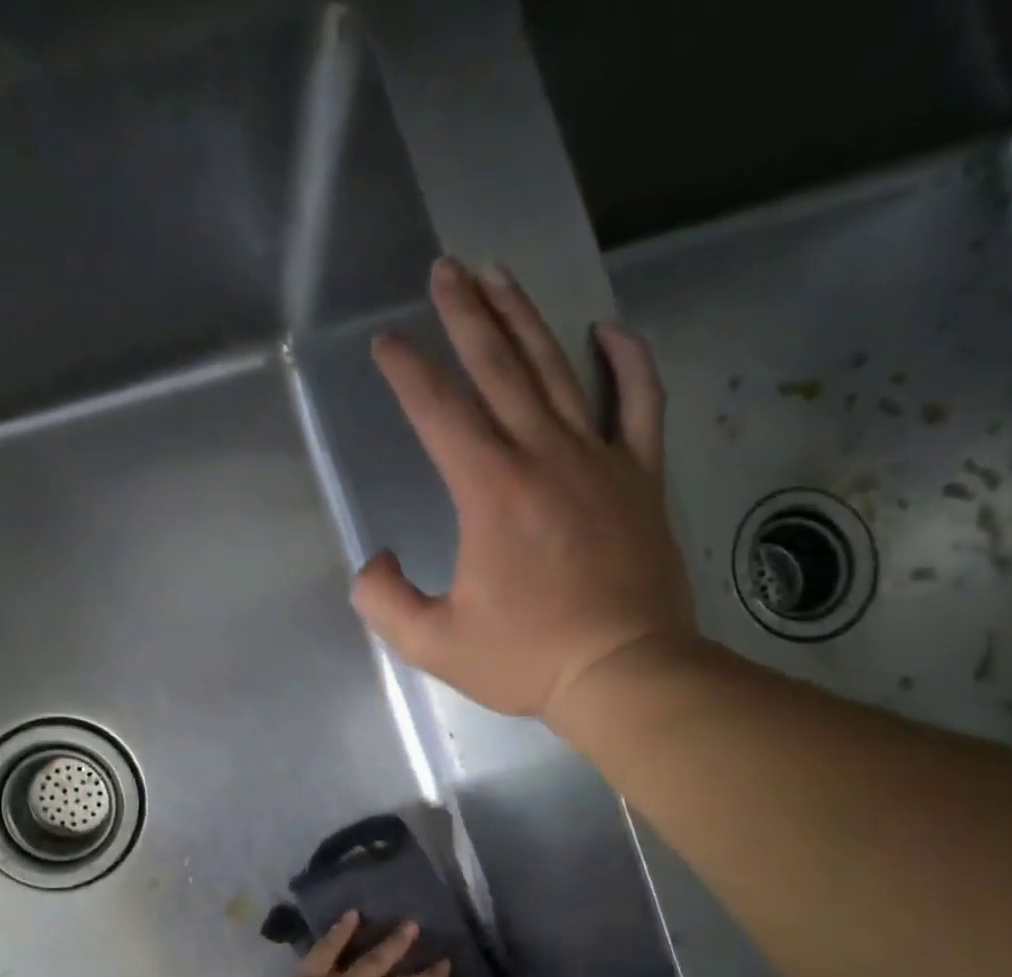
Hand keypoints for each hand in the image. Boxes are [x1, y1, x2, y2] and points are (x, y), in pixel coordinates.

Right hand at [350, 257, 696, 721]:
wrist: (625, 672)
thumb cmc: (527, 658)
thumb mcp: (433, 644)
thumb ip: (384, 602)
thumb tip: (372, 561)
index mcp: (489, 489)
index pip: (439, 410)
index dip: (408, 371)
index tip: (387, 343)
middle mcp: (543, 455)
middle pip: (499, 367)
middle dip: (466, 315)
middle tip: (445, 270)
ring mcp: (599, 459)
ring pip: (559, 370)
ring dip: (525, 319)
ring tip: (500, 276)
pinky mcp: (639, 476)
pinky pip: (638, 403)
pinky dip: (626, 362)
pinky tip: (607, 331)